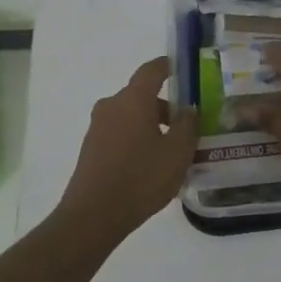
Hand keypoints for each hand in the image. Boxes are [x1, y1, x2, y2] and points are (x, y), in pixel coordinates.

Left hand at [56, 56, 197, 240]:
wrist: (93, 215)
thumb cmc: (141, 178)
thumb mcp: (177, 152)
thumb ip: (188, 125)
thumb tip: (189, 109)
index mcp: (133, 99)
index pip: (152, 70)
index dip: (169, 66)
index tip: (184, 70)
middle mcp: (112, 106)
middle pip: (142, 95)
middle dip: (166, 106)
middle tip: (189, 124)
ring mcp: (97, 127)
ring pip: (131, 115)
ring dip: (152, 125)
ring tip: (173, 150)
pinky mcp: (91, 148)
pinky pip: (121, 133)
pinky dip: (138, 139)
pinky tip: (152, 164)